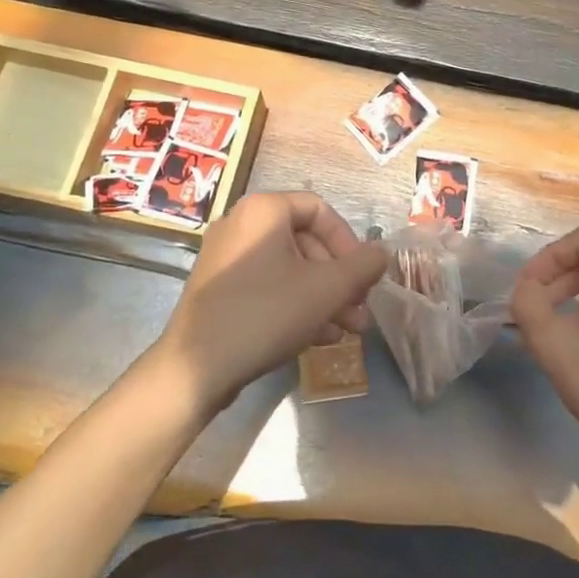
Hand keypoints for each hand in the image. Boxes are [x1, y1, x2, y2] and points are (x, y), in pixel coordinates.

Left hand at [159, 192, 387, 411]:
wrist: (196, 368)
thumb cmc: (266, 314)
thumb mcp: (325, 290)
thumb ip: (361, 267)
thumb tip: (382, 253)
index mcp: (264, 210)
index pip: (320, 209)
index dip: (349, 241)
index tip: (363, 275)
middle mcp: (241, 224)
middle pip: (306, 241)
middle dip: (339, 277)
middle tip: (360, 308)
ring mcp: (226, 257)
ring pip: (289, 268)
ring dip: (324, 296)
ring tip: (349, 329)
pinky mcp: (220, 288)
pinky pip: (268, 285)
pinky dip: (296, 304)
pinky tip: (320, 337)